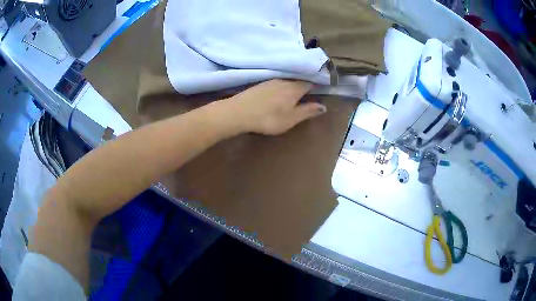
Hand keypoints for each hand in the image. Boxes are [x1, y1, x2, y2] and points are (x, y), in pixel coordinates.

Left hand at [224, 79, 326, 134]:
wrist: (239, 112)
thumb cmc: (269, 118)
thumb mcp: (291, 118)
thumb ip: (307, 111)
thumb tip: (324, 106)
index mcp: (294, 88)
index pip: (309, 83)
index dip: (317, 86)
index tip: (322, 90)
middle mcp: (284, 81)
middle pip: (298, 81)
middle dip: (305, 86)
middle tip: (309, 94)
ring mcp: (270, 81)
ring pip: (286, 81)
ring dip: (292, 87)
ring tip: (295, 96)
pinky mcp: (260, 85)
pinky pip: (276, 84)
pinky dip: (281, 88)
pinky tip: (278, 96)